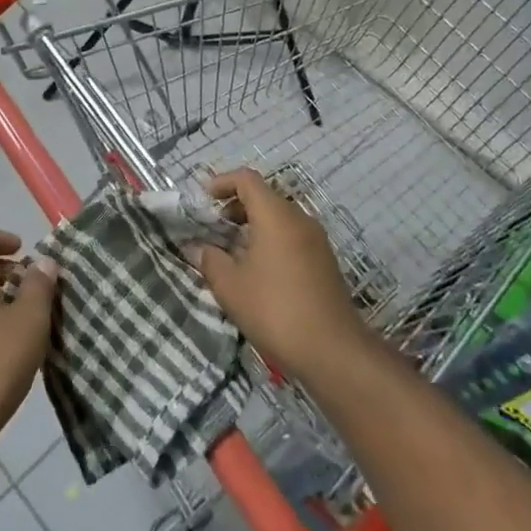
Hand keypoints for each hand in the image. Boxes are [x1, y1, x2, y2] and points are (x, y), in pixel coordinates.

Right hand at [188, 168, 370, 376]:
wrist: (333, 351)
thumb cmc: (275, 309)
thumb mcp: (230, 286)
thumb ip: (210, 260)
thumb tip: (197, 247)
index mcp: (276, 215)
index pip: (246, 179)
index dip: (221, 182)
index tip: (203, 200)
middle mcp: (299, 219)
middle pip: (264, 197)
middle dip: (235, 207)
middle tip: (214, 229)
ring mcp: (316, 240)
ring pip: (279, 218)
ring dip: (253, 226)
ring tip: (232, 253)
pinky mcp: (325, 261)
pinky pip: (291, 237)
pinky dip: (270, 241)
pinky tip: (258, 272)